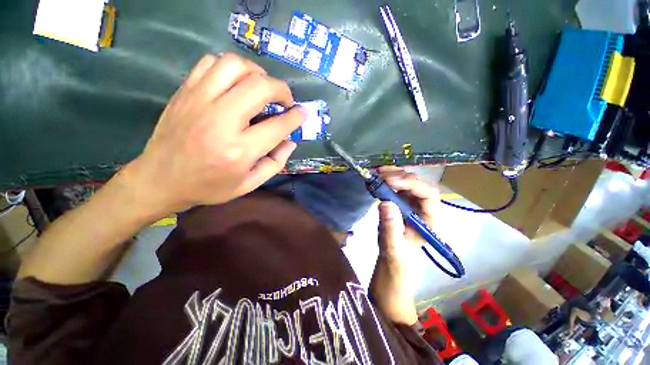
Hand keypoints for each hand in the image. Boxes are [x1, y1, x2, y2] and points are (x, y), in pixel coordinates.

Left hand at [120, 53, 305, 216]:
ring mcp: (199, 101)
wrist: (159, 180)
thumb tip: (290, 141)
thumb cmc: (209, 187)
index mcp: (239, 151)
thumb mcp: (249, 184)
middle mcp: (221, 121)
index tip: (302, 113)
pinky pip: (211, 63)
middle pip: (260, 87)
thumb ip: (276, 163)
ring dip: (257, 73)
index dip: (295, 117)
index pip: (278, 125)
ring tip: (262, 87)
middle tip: (285, 100)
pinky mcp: (185, 92)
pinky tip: (236, 83)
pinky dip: (230, 68)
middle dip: (281, 89)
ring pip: (235, 65)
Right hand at [369, 167, 439, 325]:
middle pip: (417, 185)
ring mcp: (410, 206)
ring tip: (377, 173)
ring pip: (406, 183)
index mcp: (429, 221)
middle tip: (380, 174)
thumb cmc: (396, 264)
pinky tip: (375, 179)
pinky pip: (394, 188)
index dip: (412, 184)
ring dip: (392, 175)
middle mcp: (422, 210)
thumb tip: (386, 202)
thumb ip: (391, 229)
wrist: (391, 268)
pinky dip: (385, 181)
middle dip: (400, 176)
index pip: (429, 195)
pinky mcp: (399, 205)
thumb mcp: (393, 250)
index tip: (390, 181)